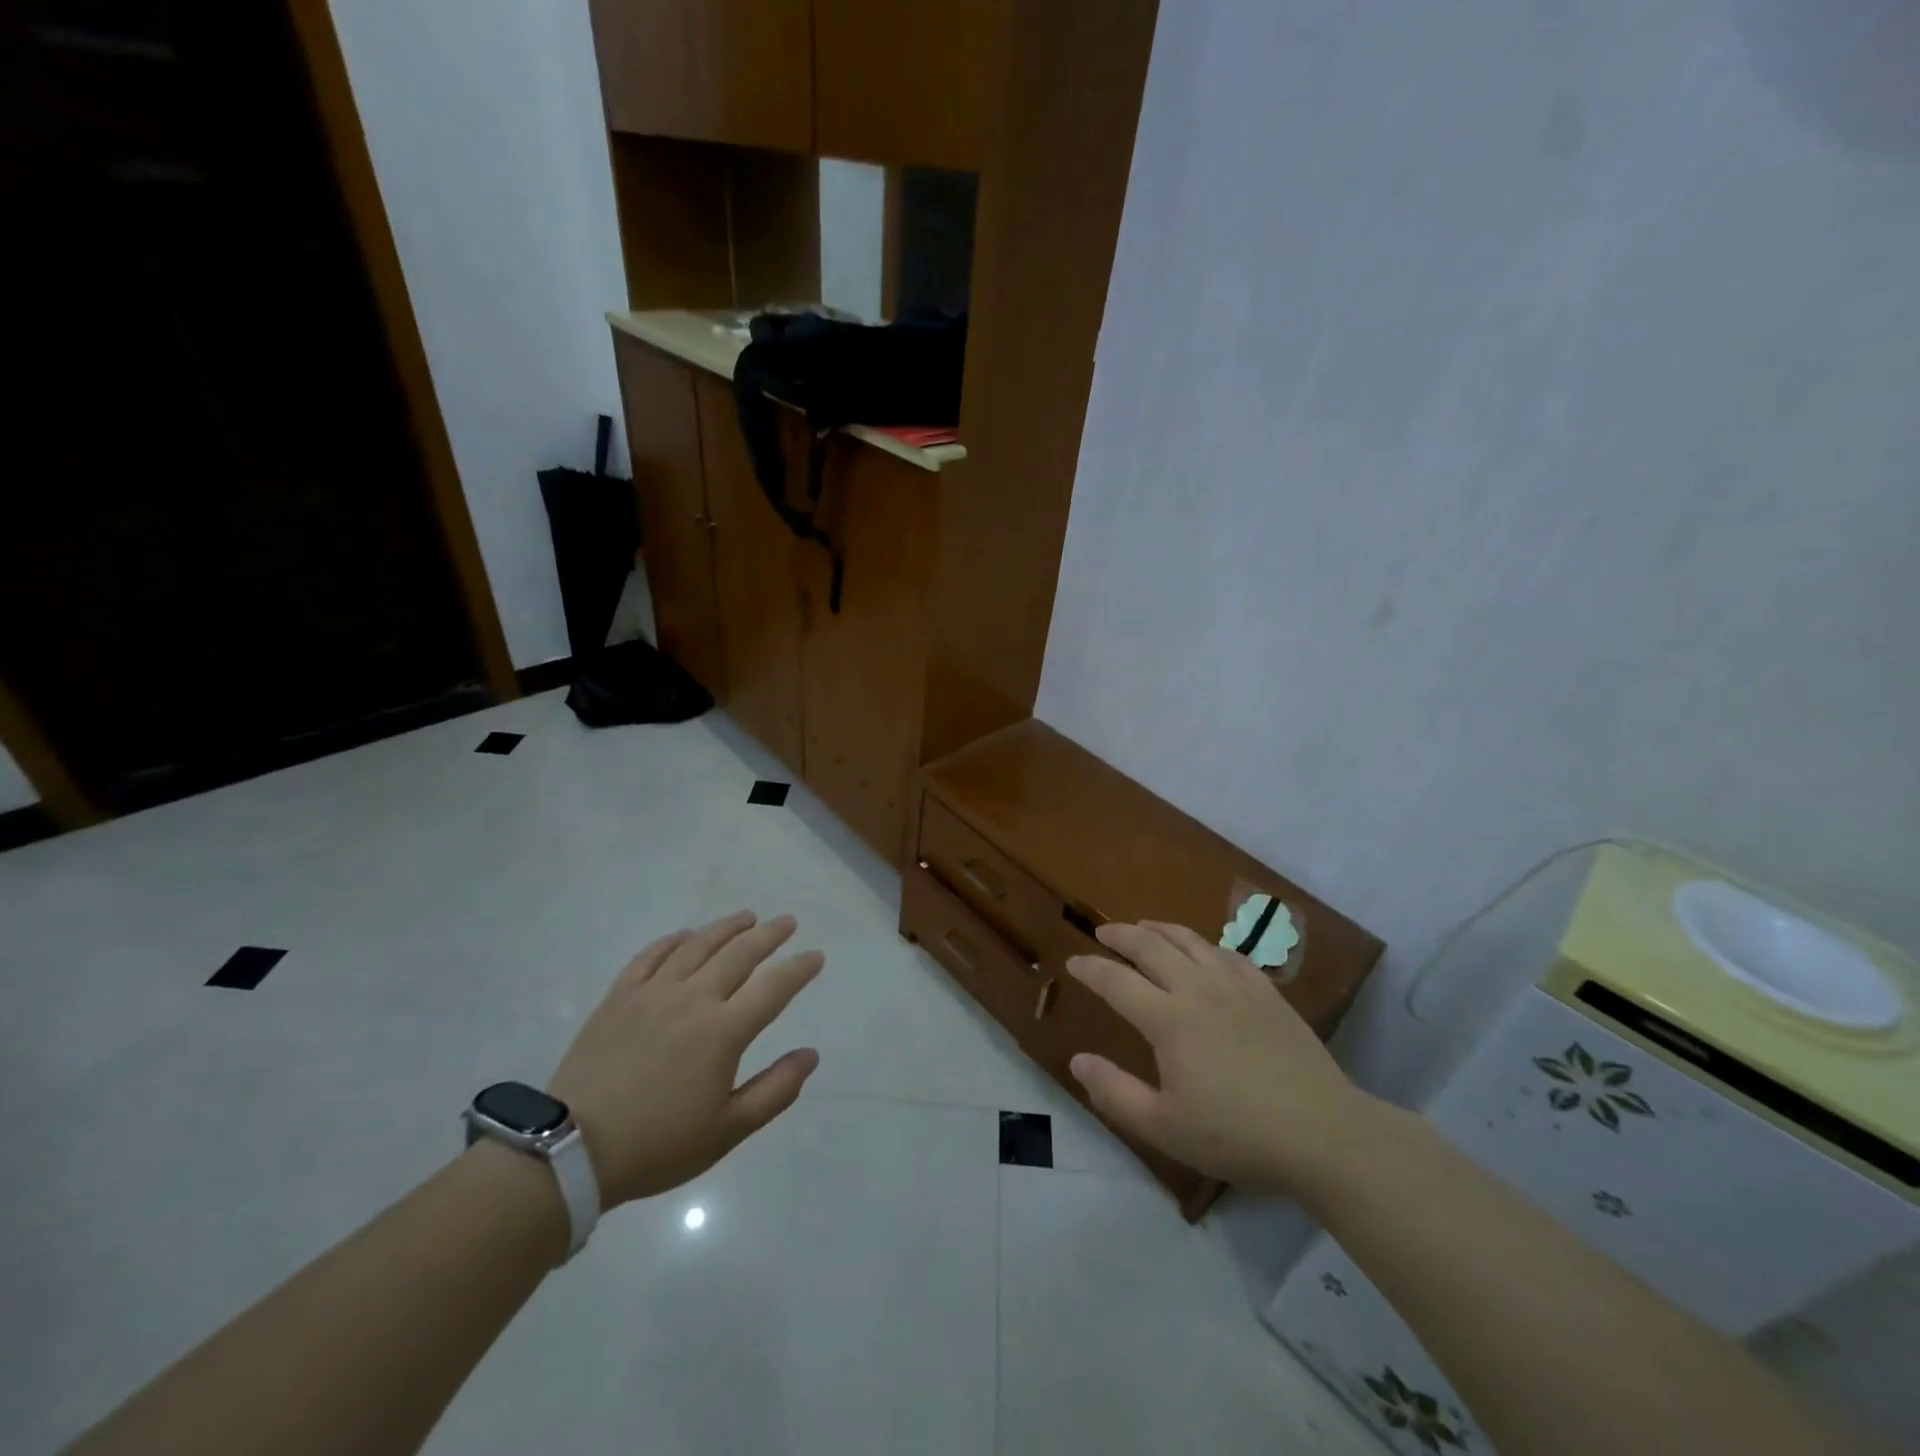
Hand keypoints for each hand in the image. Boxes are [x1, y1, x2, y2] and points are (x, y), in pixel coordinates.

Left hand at [548, 911, 822, 1208]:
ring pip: (698, 945)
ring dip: (727, 927)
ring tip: (747, 917)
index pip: (774, 987)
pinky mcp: (619, 996)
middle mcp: (693, 998)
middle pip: (740, 954)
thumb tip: (811, 1055)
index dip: (799, 968)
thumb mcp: (728, 1130)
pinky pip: (651, 955)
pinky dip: (673, 939)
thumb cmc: (658, 1144)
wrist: (572, 1150)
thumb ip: (775, 1090)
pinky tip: (685, 934)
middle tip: (787, 922)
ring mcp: (653, 992)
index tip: (816, 956)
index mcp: (724, 1031)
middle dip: (769, 934)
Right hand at [1065, 920, 1386, 1194]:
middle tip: (1103, 932)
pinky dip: (1205, 945)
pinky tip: (1204, 951)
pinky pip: (1228, 954)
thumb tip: (1077, 1060)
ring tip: (1144, 927)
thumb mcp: (1164, 1127)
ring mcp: (1236, 987)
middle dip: (1121, 935)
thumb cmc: (1237, 1135)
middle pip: (1151, 947)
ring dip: (1160, 929)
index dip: (1090, 968)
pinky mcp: (1267, 993)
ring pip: (1190, 942)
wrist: (1323, 1133)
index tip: (1073, 961)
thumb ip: (1115, 1092)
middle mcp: (1197, 990)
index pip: (1116, 981)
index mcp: (1168, 1020)